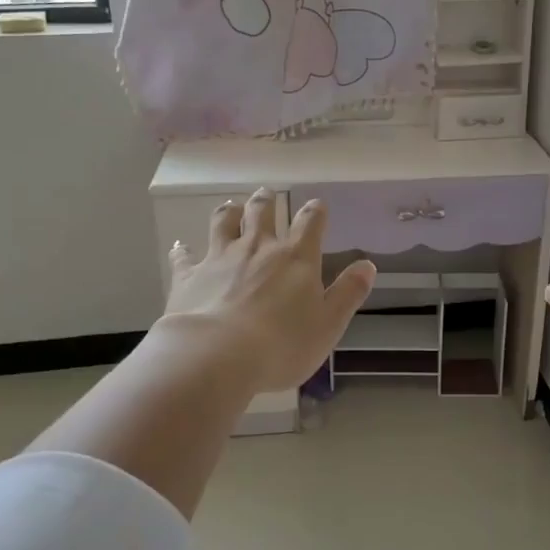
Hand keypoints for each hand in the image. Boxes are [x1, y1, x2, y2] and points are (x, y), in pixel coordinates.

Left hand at [162, 188, 375, 393]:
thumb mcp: (329, 324)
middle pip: (261, 213)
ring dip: (228, 213)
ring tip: (230, 206)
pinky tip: (181, 247)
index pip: (310, 223)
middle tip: (265, 193)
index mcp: (295, 258)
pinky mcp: (189, 276)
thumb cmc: (282, 344)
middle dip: (265, 201)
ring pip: (223, 223)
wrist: (216, 355)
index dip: (315, 212)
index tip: (317, 205)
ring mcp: (220, 258)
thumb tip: (368, 265)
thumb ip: (348, 293)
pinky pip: (185, 257)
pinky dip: (184, 251)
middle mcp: (258, 248)